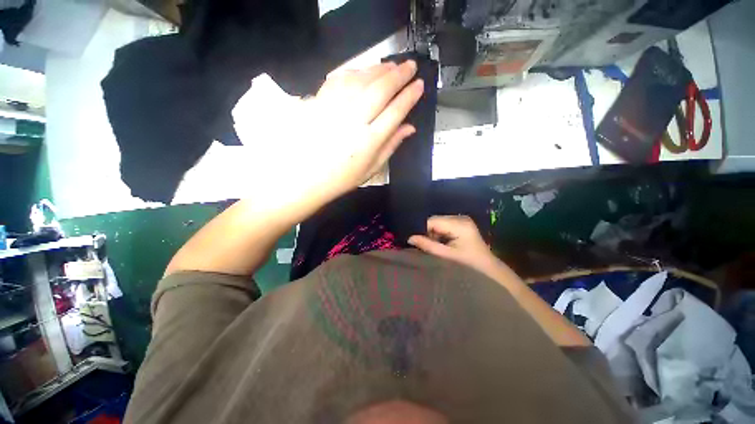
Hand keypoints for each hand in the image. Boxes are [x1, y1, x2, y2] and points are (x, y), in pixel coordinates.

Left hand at [308, 61, 423, 194]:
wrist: (306, 177)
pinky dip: (355, 71)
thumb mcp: (372, 168)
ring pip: (361, 80)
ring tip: (391, 65)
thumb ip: (391, 145)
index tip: (419, 86)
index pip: (395, 112)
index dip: (409, 96)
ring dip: (379, 69)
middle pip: (380, 90)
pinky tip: (364, 71)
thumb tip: (409, 127)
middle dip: (399, 75)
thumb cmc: (342, 178)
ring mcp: (334, 109)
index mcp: (368, 142)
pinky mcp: (319, 102)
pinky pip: (339, 79)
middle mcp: (353, 122)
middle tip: (411, 66)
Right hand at [408, 215, 504, 278]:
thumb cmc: (468, 263)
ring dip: (433, 232)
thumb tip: (410, 238)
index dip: (422, 228)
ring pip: (438, 222)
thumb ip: (428, 246)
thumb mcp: (447, 255)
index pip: (433, 221)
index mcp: (459, 224)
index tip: (414, 239)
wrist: (487, 267)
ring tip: (433, 244)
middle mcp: (460, 218)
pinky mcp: (461, 223)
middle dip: (427, 231)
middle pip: (435, 220)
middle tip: (423, 244)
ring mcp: (462, 219)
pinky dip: (439, 232)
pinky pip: (444, 224)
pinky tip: (440, 242)